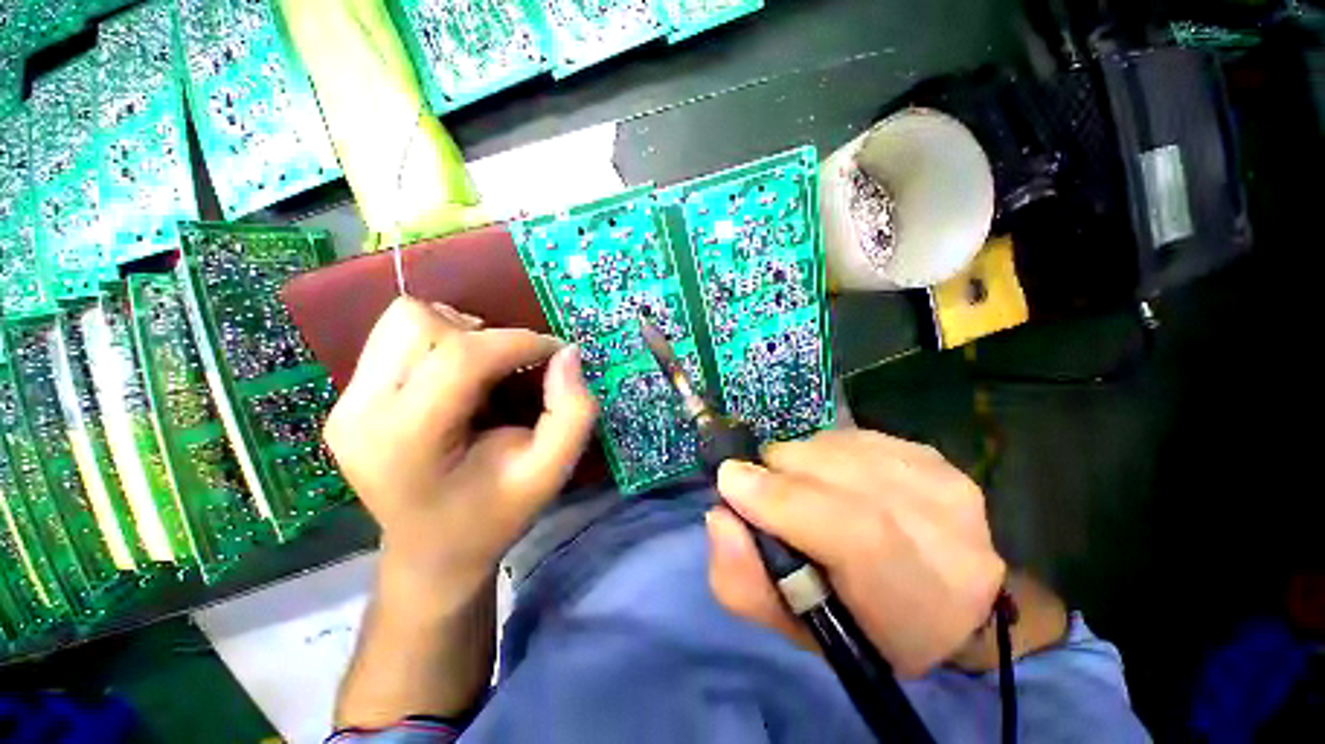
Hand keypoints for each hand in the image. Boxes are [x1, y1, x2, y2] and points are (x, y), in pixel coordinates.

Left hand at [324, 298, 597, 609]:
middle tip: (512, 369)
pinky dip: (438, 344)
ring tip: (483, 370)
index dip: (518, 342)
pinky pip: (394, 337)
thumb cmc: (495, 515)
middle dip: (482, 337)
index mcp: (406, 441)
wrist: (433, 552)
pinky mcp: (346, 400)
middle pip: (420, 323)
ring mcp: (344, 404)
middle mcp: (359, 413)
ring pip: (403, 320)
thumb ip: (572, 412)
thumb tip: (567, 353)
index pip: (461, 357)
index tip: (554, 352)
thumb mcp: (550, 472)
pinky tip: (456, 380)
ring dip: (457, 334)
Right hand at [706, 429, 1005, 676]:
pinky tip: (829, 478)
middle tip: (762, 493)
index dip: (784, 501)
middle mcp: (948, 534)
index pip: (857, 535)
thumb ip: (745, 583)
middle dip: (778, 475)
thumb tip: (720, 517)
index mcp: (923, 606)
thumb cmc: (860, 623)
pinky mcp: (929, 452)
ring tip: (802, 491)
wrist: (941, 594)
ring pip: (834, 447)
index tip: (730, 482)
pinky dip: (820, 453)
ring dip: (799, 464)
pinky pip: (846, 437)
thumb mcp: (794, 626)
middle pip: (837, 474)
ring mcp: (942, 481)